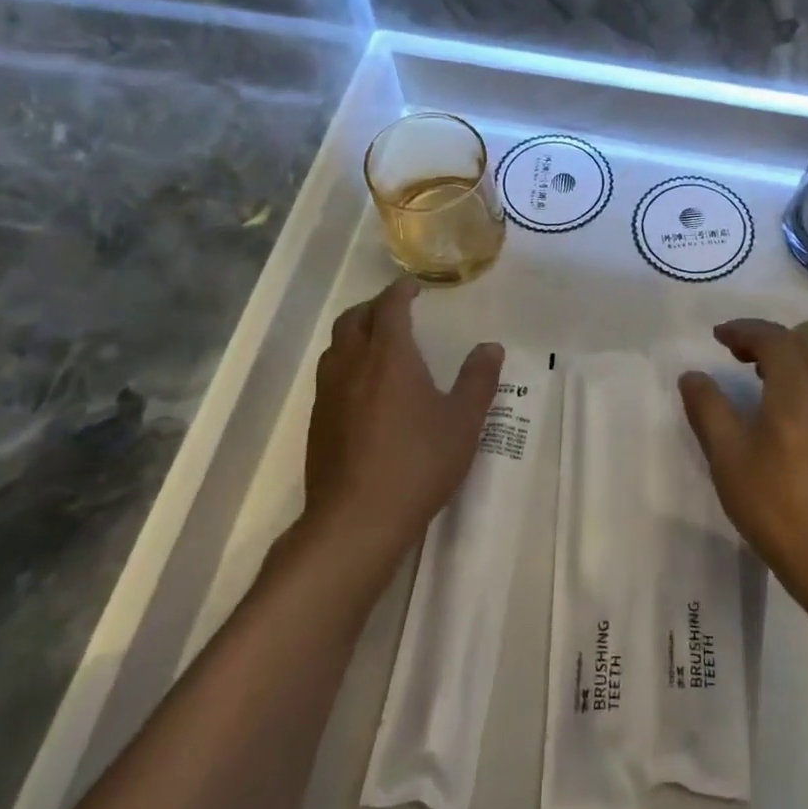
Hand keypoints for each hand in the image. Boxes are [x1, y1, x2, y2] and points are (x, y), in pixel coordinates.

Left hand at [296, 277, 504, 566]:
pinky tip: (363, 389)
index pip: (389, 307)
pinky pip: (329, 375)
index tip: (413, 288)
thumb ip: (478, 380)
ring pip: (335, 347)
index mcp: (389, 356)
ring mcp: (328, 394)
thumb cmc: (418, 463)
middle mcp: (352, 365)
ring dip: (355, 333)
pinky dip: (346, 363)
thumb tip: (490, 348)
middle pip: (352, 319)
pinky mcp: (317, 422)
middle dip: (373, 307)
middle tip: (395, 310)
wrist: (357, 520)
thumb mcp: (463, 421)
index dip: (400, 291)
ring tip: (377, 343)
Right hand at [678, 320, 807, 598]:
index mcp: (798, 388)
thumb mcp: (728, 456)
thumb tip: (693, 376)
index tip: (718, 336)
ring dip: (790, 360)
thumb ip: (708, 408)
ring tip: (760, 376)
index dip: (744, 330)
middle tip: (736, 352)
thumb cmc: (776, 505)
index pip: (774, 338)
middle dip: (767, 340)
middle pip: (802, 346)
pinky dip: (806, 383)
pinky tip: (790, 414)